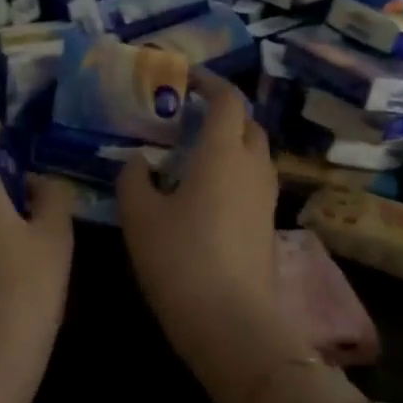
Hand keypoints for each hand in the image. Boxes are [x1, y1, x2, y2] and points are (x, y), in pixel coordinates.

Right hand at [116, 71, 302, 402]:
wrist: (232, 325)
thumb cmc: (180, 259)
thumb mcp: (140, 217)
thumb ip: (133, 179)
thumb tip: (136, 161)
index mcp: (223, 152)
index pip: (227, 99)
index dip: (209, 82)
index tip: (186, 78)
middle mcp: (253, 166)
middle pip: (247, 123)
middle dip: (222, 112)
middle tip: (188, 116)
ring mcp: (267, 197)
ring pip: (254, 153)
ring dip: (231, 143)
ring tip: (194, 154)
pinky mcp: (270, 225)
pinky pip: (254, 182)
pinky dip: (235, 173)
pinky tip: (206, 194)